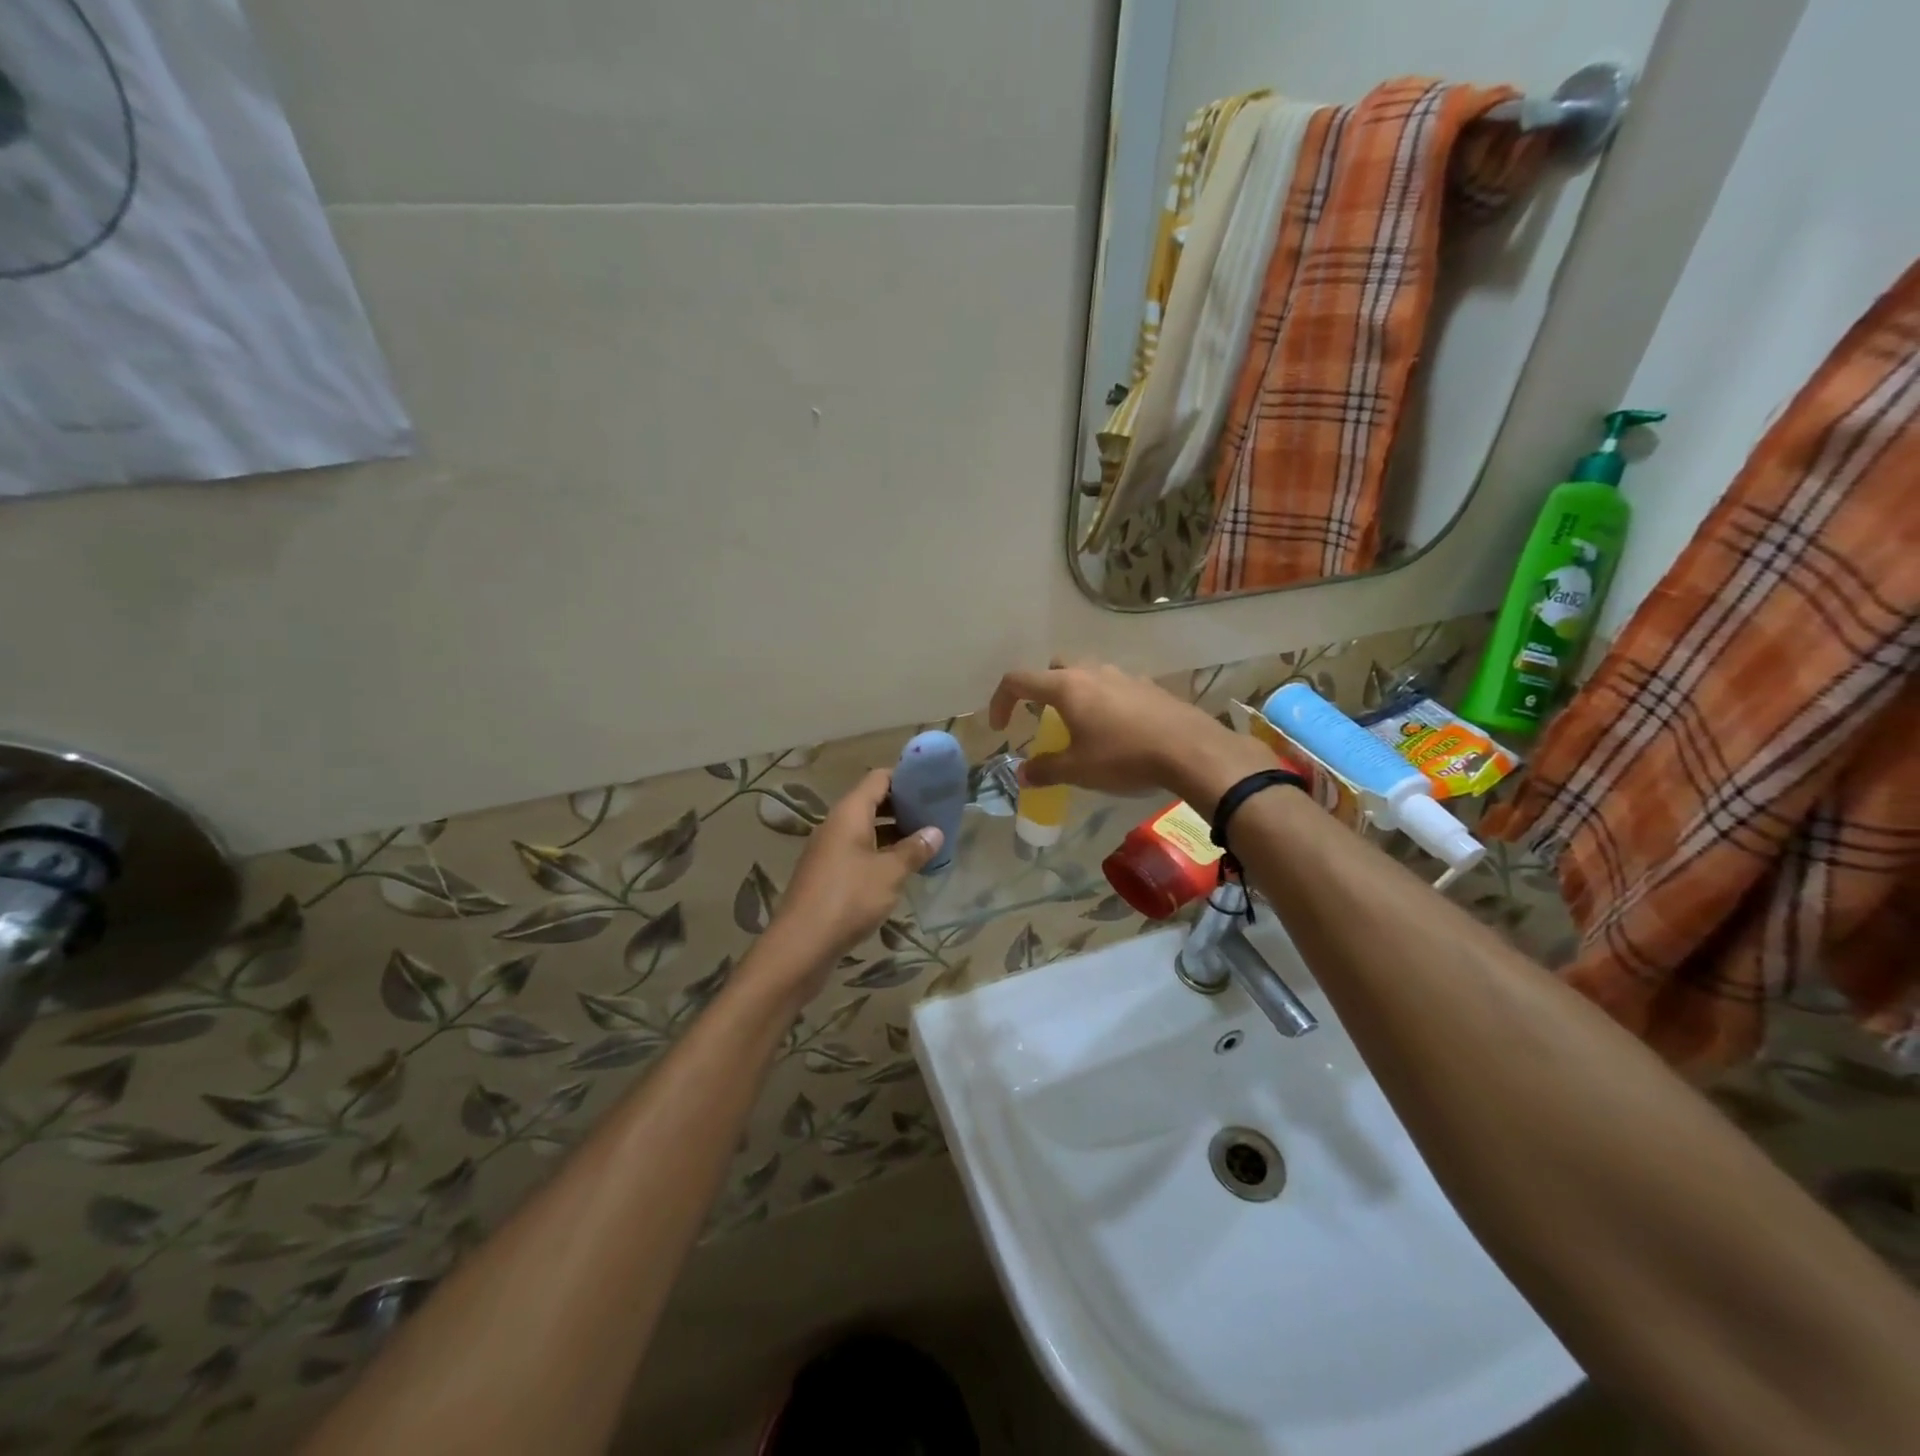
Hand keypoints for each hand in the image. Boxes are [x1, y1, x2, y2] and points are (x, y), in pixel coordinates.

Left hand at [759, 769, 941, 1001]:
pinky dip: (880, 852)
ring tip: (925, 841)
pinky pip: (858, 851)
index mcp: (849, 814)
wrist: (801, 944)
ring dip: (894, 832)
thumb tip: (935, 832)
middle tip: (935, 815)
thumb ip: (914, 850)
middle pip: (872, 802)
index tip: (932, 785)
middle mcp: (836, 825)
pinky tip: (901, 869)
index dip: (905, 778)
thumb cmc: (849, 899)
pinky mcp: (827, 873)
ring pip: (866, 829)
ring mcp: (829, 850)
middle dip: (903, 806)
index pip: (879, 779)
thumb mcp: (890, 873)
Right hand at [988, 661, 1275, 812]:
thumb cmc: (1124, 757)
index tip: (1001, 728)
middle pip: (1054, 668)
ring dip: (1075, 695)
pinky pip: (1114, 687)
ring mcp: (1123, 676)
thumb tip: (1023, 773)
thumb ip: (1045, 769)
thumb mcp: (1078, 770)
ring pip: (1087, 674)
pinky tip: (1116, 731)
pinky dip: (1104, 702)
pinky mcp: (1148, 686)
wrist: (1190, 750)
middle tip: (1044, 720)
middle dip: (1041, 690)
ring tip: (1081, 727)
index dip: (1000, 701)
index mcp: (1066, 687)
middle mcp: (1092, 672)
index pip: (1018, 680)